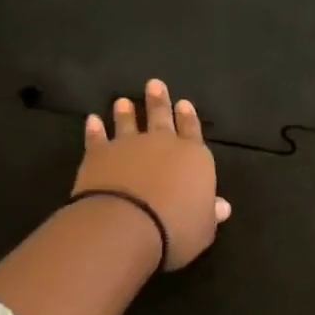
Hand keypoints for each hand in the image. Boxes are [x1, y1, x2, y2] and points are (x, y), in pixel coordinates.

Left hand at [73, 79, 231, 270]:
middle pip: (161, 117)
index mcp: (194, 158)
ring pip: (127, 122)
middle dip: (159, 101)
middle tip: (155, 84)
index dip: (189, 118)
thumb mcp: (203, 228)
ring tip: (123, 100)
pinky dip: (94, 129)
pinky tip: (92, 120)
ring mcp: (128, 146)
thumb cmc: (175, 230)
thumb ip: (210, 213)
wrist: (126, 226)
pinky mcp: (98, 155)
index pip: (193, 131)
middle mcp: (162, 144)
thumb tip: (222, 206)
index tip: (184, 103)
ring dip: (125, 112)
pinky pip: (97, 138)